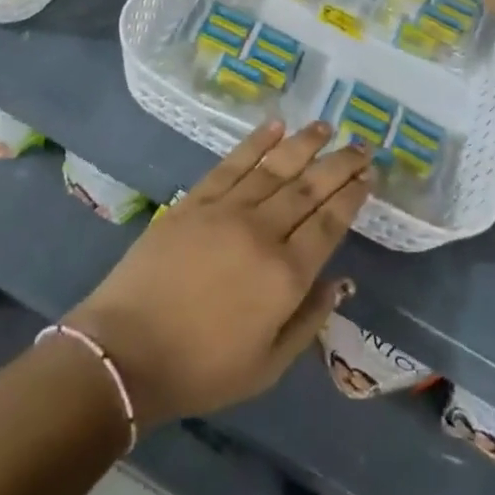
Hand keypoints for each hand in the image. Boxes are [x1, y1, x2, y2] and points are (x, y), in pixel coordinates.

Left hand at [66, 121, 370, 426]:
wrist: (126, 351)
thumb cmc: (201, 369)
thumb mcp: (268, 366)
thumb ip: (308, 320)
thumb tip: (340, 281)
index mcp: (285, 276)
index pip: (329, 224)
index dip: (351, 197)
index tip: (369, 176)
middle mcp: (262, 233)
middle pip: (309, 189)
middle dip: (339, 164)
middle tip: (362, 145)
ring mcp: (226, 210)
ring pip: (275, 168)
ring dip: (304, 144)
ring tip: (326, 126)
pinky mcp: (194, 200)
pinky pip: (232, 163)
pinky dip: (255, 142)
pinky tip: (274, 126)